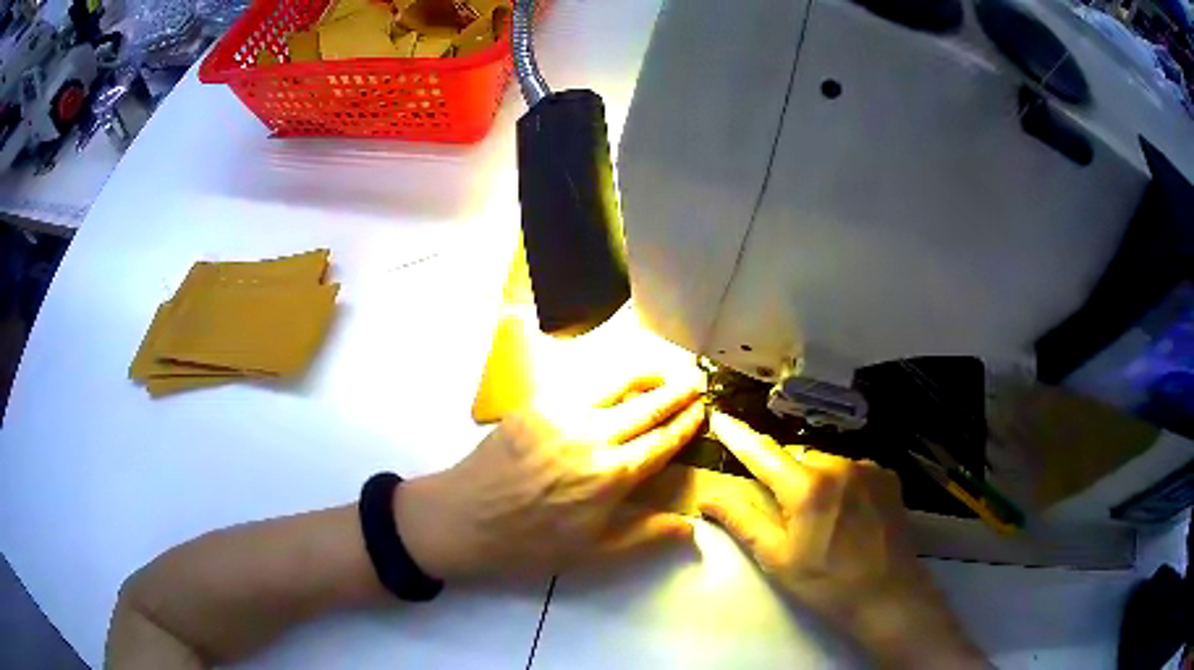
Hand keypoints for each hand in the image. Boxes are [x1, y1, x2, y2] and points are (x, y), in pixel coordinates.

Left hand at [393, 373, 705, 579]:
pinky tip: (613, 385)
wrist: (464, 518)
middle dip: (676, 393)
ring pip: (616, 385)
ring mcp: (562, 414)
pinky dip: (607, 382)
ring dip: (645, 377)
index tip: (702, 411)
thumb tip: (693, 526)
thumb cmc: (530, 543)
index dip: (685, 425)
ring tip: (663, 373)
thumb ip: (646, 535)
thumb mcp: (594, 552)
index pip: (661, 442)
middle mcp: (594, 436)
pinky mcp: (536, 404)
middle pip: (646, 407)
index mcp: (612, 476)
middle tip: (695, 382)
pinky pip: (581, 386)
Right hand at [700, 411, 986, 668]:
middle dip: (783, 475)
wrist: (888, 595)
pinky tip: (847, 513)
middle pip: (797, 457)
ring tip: (820, 518)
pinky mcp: (887, 477)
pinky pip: (852, 469)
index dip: (739, 437)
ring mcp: (868, 468)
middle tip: (783, 511)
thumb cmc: (826, 583)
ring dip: (814, 479)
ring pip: (826, 463)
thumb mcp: (777, 558)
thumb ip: (742, 521)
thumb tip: (708, 497)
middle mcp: (839, 465)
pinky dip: (841, 483)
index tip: (720, 418)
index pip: (763, 454)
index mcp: (808, 487)